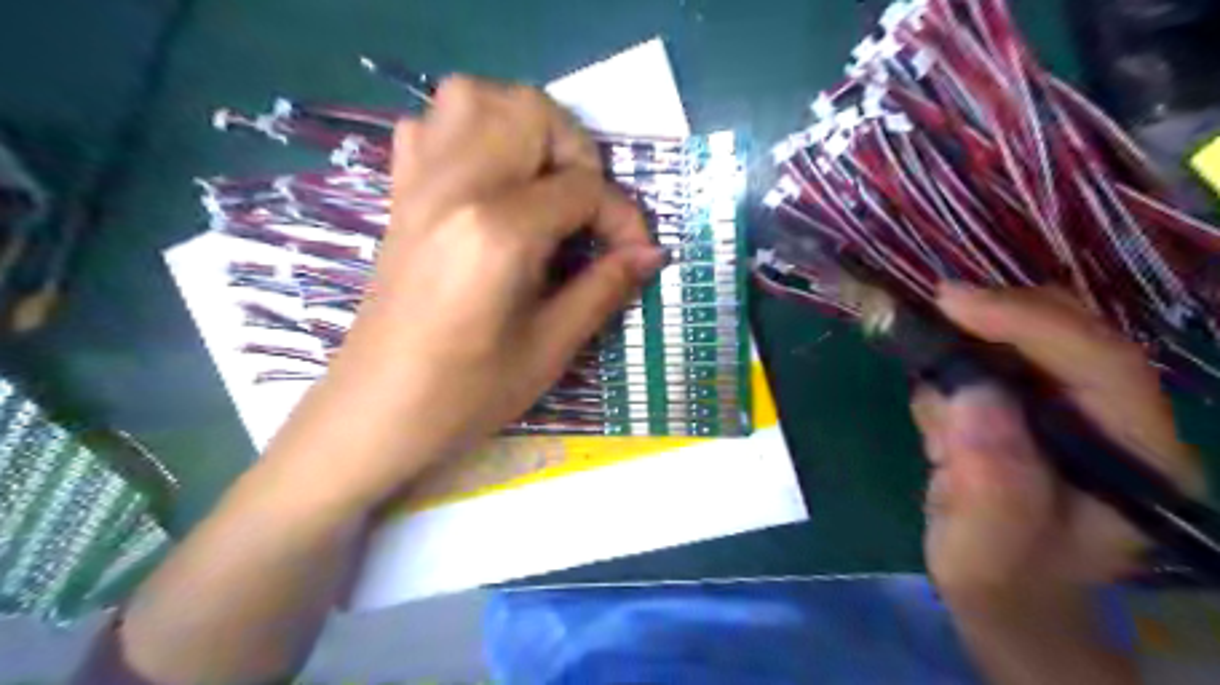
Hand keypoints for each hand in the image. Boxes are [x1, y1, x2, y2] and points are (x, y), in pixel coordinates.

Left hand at [266, 79, 666, 507]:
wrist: (376, 413)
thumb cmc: (466, 394)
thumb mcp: (550, 349)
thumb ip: (604, 288)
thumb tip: (650, 253)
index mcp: (497, 231)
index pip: (582, 188)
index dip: (623, 218)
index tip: (636, 254)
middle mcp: (454, 187)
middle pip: (530, 113)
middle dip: (578, 153)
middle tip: (589, 210)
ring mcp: (418, 184)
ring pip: (475, 98)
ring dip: (526, 128)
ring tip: (546, 185)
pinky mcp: (400, 195)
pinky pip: (432, 125)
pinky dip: (473, 133)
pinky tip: (491, 182)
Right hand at [915, 284, 1197, 608]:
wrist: (1005, 591)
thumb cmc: (1002, 580)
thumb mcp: (986, 551)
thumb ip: (991, 485)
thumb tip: (970, 396)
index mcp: (1137, 460)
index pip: (1103, 365)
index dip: (1030, 323)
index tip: (952, 302)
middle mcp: (1119, 420)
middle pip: (1072, 332)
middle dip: (996, 321)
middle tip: (928, 320)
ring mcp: (1075, 408)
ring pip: (1025, 337)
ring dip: (965, 356)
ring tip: (937, 431)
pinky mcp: (1034, 402)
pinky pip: (990, 358)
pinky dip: (953, 373)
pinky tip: (941, 428)